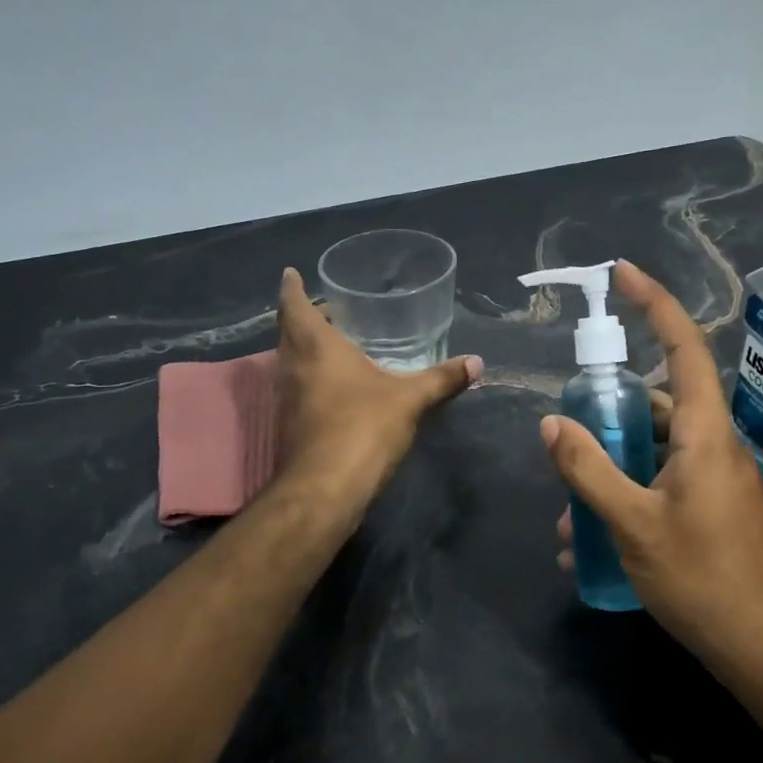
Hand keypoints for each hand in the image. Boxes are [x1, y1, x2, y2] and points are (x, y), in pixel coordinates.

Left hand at [275, 267, 481, 495]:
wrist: (324, 489)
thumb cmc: (363, 428)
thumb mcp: (410, 400)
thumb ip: (441, 379)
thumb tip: (477, 362)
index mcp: (315, 346)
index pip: (294, 305)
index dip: (292, 287)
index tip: (292, 273)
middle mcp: (292, 366)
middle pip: (289, 331)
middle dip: (304, 316)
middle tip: (329, 308)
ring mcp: (285, 397)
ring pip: (289, 360)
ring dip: (304, 348)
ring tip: (333, 342)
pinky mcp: (288, 424)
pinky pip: (295, 386)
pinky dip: (309, 376)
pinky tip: (334, 386)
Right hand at [541, 262, 762, 674]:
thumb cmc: (701, 579)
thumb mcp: (632, 524)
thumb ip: (589, 469)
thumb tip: (551, 424)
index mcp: (706, 432)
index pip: (683, 347)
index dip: (655, 303)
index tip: (622, 273)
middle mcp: (717, 445)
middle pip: (660, 402)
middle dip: (610, 413)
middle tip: (569, 432)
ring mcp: (719, 478)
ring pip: (658, 449)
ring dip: (613, 467)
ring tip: (569, 512)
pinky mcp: (716, 508)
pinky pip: (667, 481)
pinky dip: (631, 494)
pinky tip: (593, 541)